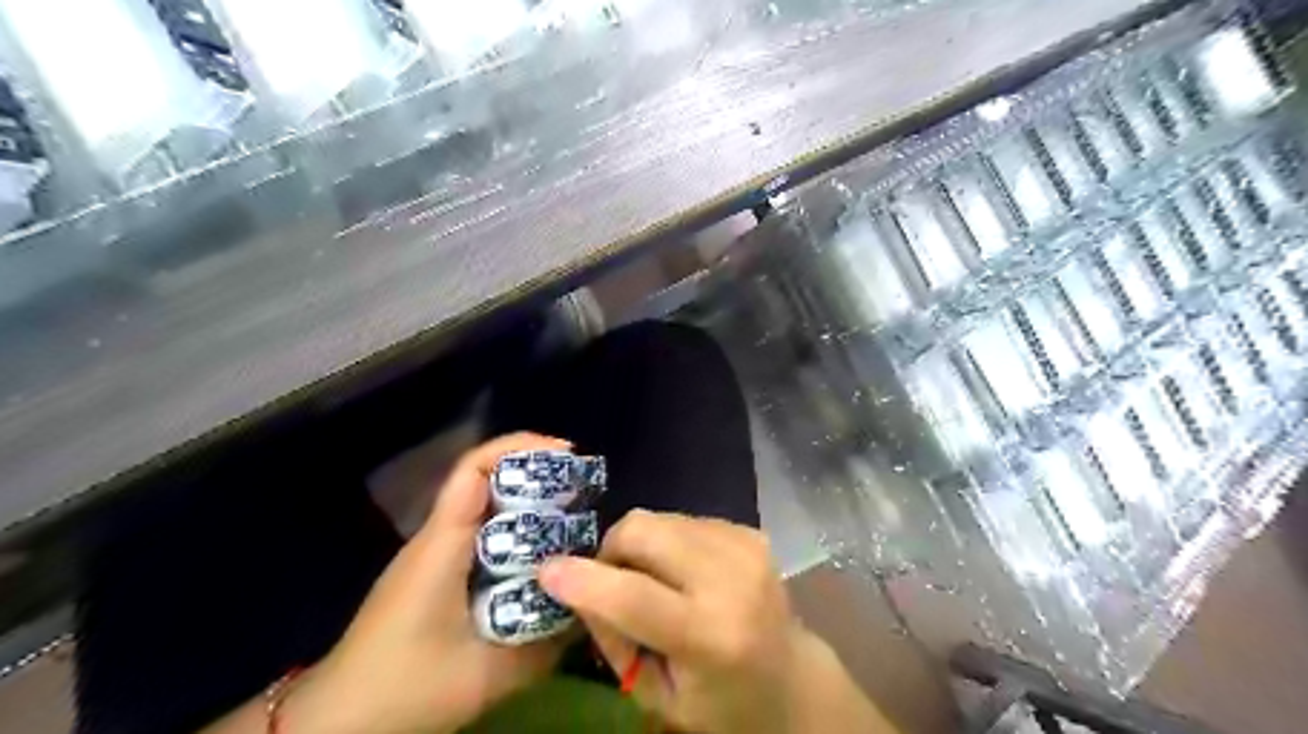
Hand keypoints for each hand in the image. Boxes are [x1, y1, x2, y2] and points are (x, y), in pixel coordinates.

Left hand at [282, 434, 573, 731]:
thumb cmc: (405, 688)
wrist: (337, 721)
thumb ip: (545, 646)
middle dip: (536, 475)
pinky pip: (481, 535)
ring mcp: (433, 554)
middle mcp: (437, 537)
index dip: (520, 448)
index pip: (475, 469)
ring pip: (486, 508)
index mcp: (442, 543)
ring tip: (574, 519)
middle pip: (486, 481)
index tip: (567, 453)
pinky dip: (515, 533)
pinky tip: (541, 558)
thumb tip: (589, 614)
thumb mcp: (486, 675)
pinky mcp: (435, 573)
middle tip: (584, 490)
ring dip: (528, 504)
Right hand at [536, 511, 894, 733]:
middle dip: (611, 550)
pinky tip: (683, 572)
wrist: (790, 677)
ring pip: (659, 518)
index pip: (635, 597)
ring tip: (654, 581)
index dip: (585, 579)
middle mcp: (732, 579)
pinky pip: (683, 519)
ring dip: (640, 546)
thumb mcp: (656, 696)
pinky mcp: (749, 530)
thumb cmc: (719, 703)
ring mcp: (745, 546)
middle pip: (644, 530)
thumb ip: (614, 638)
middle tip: (610, 580)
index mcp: (712, 636)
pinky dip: (668, 542)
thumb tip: (577, 583)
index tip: (547, 570)